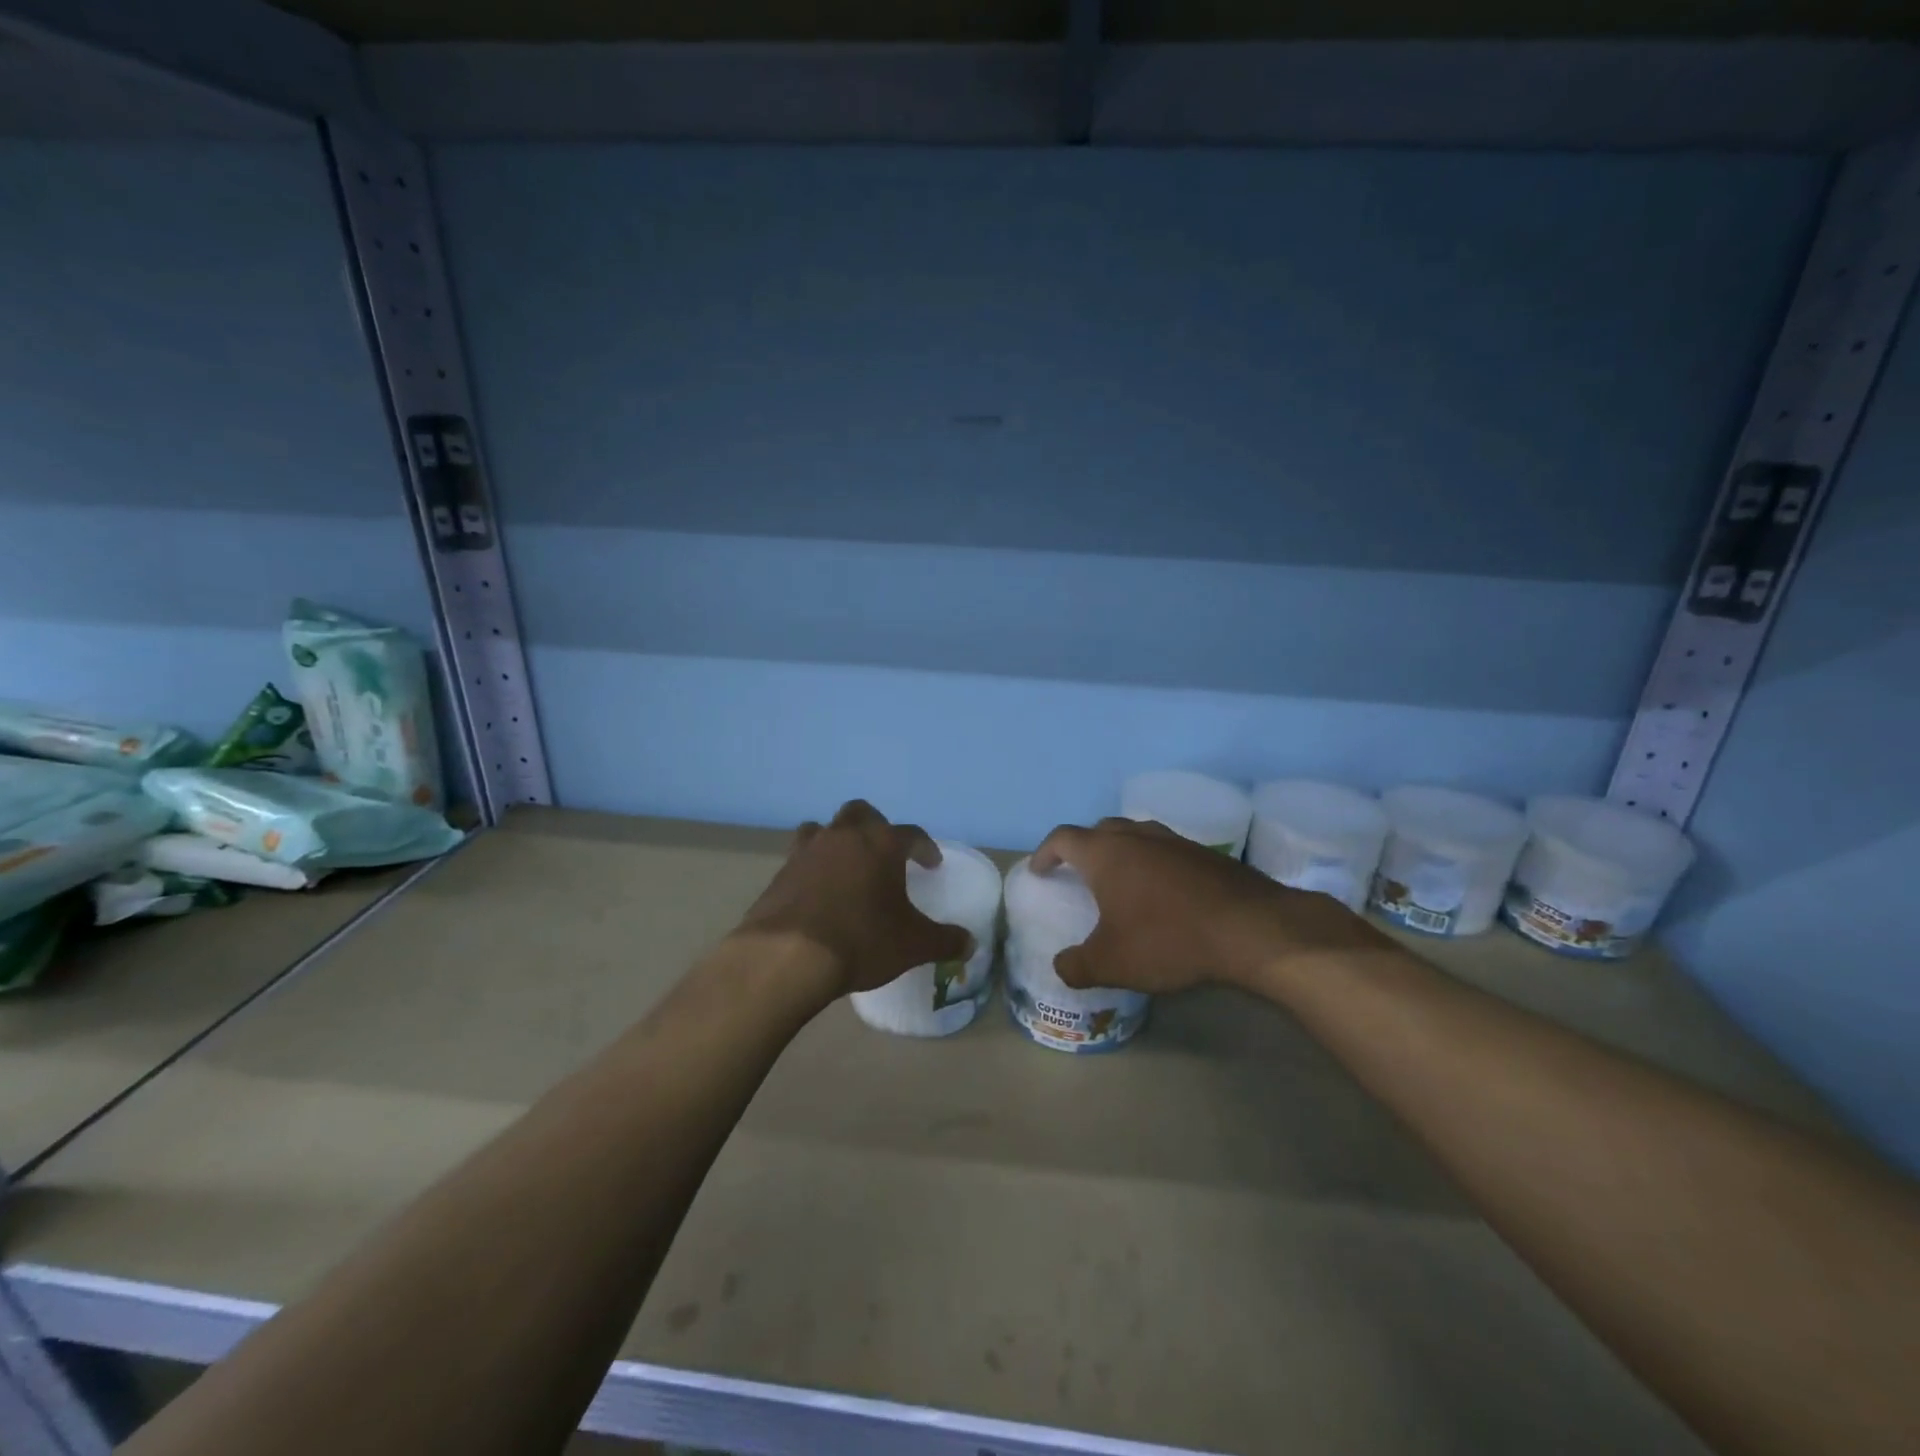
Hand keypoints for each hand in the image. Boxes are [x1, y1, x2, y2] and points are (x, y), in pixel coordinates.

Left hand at [734, 800, 973, 997]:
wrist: (788, 956)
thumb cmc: (861, 940)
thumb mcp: (913, 945)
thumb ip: (945, 940)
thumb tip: (970, 943)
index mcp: (881, 844)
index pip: (911, 833)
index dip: (925, 847)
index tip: (931, 864)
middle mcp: (843, 836)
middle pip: (861, 813)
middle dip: (876, 827)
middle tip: (884, 853)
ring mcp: (807, 851)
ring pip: (823, 829)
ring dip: (837, 841)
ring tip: (846, 866)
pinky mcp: (780, 873)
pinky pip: (800, 859)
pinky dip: (812, 869)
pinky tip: (818, 894)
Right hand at [1030, 817, 1388, 995]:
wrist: (1250, 929)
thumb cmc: (1167, 939)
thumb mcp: (1112, 963)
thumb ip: (1077, 966)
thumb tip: (1062, 966)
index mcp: (1105, 853)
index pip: (1063, 838)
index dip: (1045, 852)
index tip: (1039, 870)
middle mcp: (1137, 837)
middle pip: (1100, 830)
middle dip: (1084, 848)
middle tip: (1079, 874)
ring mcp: (1175, 842)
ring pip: (1137, 836)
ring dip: (1122, 853)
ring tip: (1121, 882)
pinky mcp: (1206, 855)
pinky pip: (1166, 851)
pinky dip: (1154, 864)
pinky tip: (1164, 895)